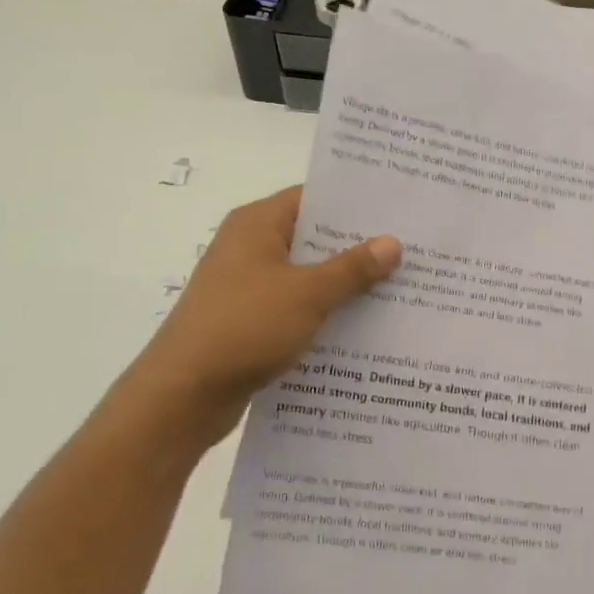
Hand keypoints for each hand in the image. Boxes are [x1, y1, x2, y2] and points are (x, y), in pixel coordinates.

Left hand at [97, 187, 400, 460]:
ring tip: (398, 289)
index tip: (398, 210)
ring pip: (306, 276)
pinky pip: (295, 307)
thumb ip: (352, 268)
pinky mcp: (248, 321)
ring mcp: (247, 286)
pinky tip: (362, 328)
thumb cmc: (245, 327)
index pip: (313, 198)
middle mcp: (249, 247)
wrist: (184, 395)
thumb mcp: (308, 293)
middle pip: (312, 238)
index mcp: (257, 224)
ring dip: (343, 285)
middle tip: (409, 251)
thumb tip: (393, 242)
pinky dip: (323, 313)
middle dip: (358, 248)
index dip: (355, 204)